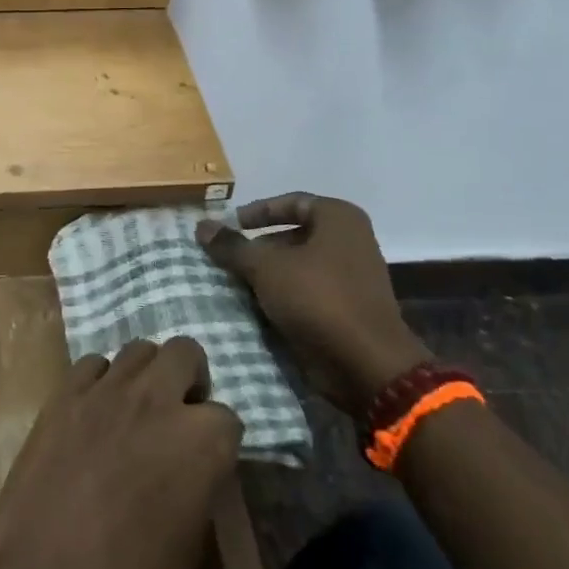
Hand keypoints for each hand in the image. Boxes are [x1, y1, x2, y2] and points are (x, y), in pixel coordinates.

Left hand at [0, 338, 242, 568]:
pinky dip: (99, 382)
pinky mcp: (64, 394)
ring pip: (138, 350)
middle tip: (177, 413)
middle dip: (189, 377)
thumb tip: (191, 471)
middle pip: (185, 352)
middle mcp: (157, 400)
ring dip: (145, 374)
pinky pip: (91, 366)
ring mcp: (106, 391)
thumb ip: (197, 489)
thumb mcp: (188, 551)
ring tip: (134, 410)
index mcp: (200, 442)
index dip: (219, 441)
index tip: (207, 461)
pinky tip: (93, 414)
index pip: (228, 418)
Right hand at [197, 194, 428, 412]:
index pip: (291, 202)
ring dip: (268, 274)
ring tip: (235, 283)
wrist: (366, 365)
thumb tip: (202, 225)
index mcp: (339, 219)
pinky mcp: (347, 309)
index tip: (231, 224)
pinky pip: (308, 292)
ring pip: (299, 266)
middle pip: (294, 235)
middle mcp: (351, 241)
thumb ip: (233, 245)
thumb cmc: (318, 298)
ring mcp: (352, 277)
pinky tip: (256, 306)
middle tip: (229, 257)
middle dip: (259, 247)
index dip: (258, 211)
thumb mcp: (266, 267)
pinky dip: (283, 296)